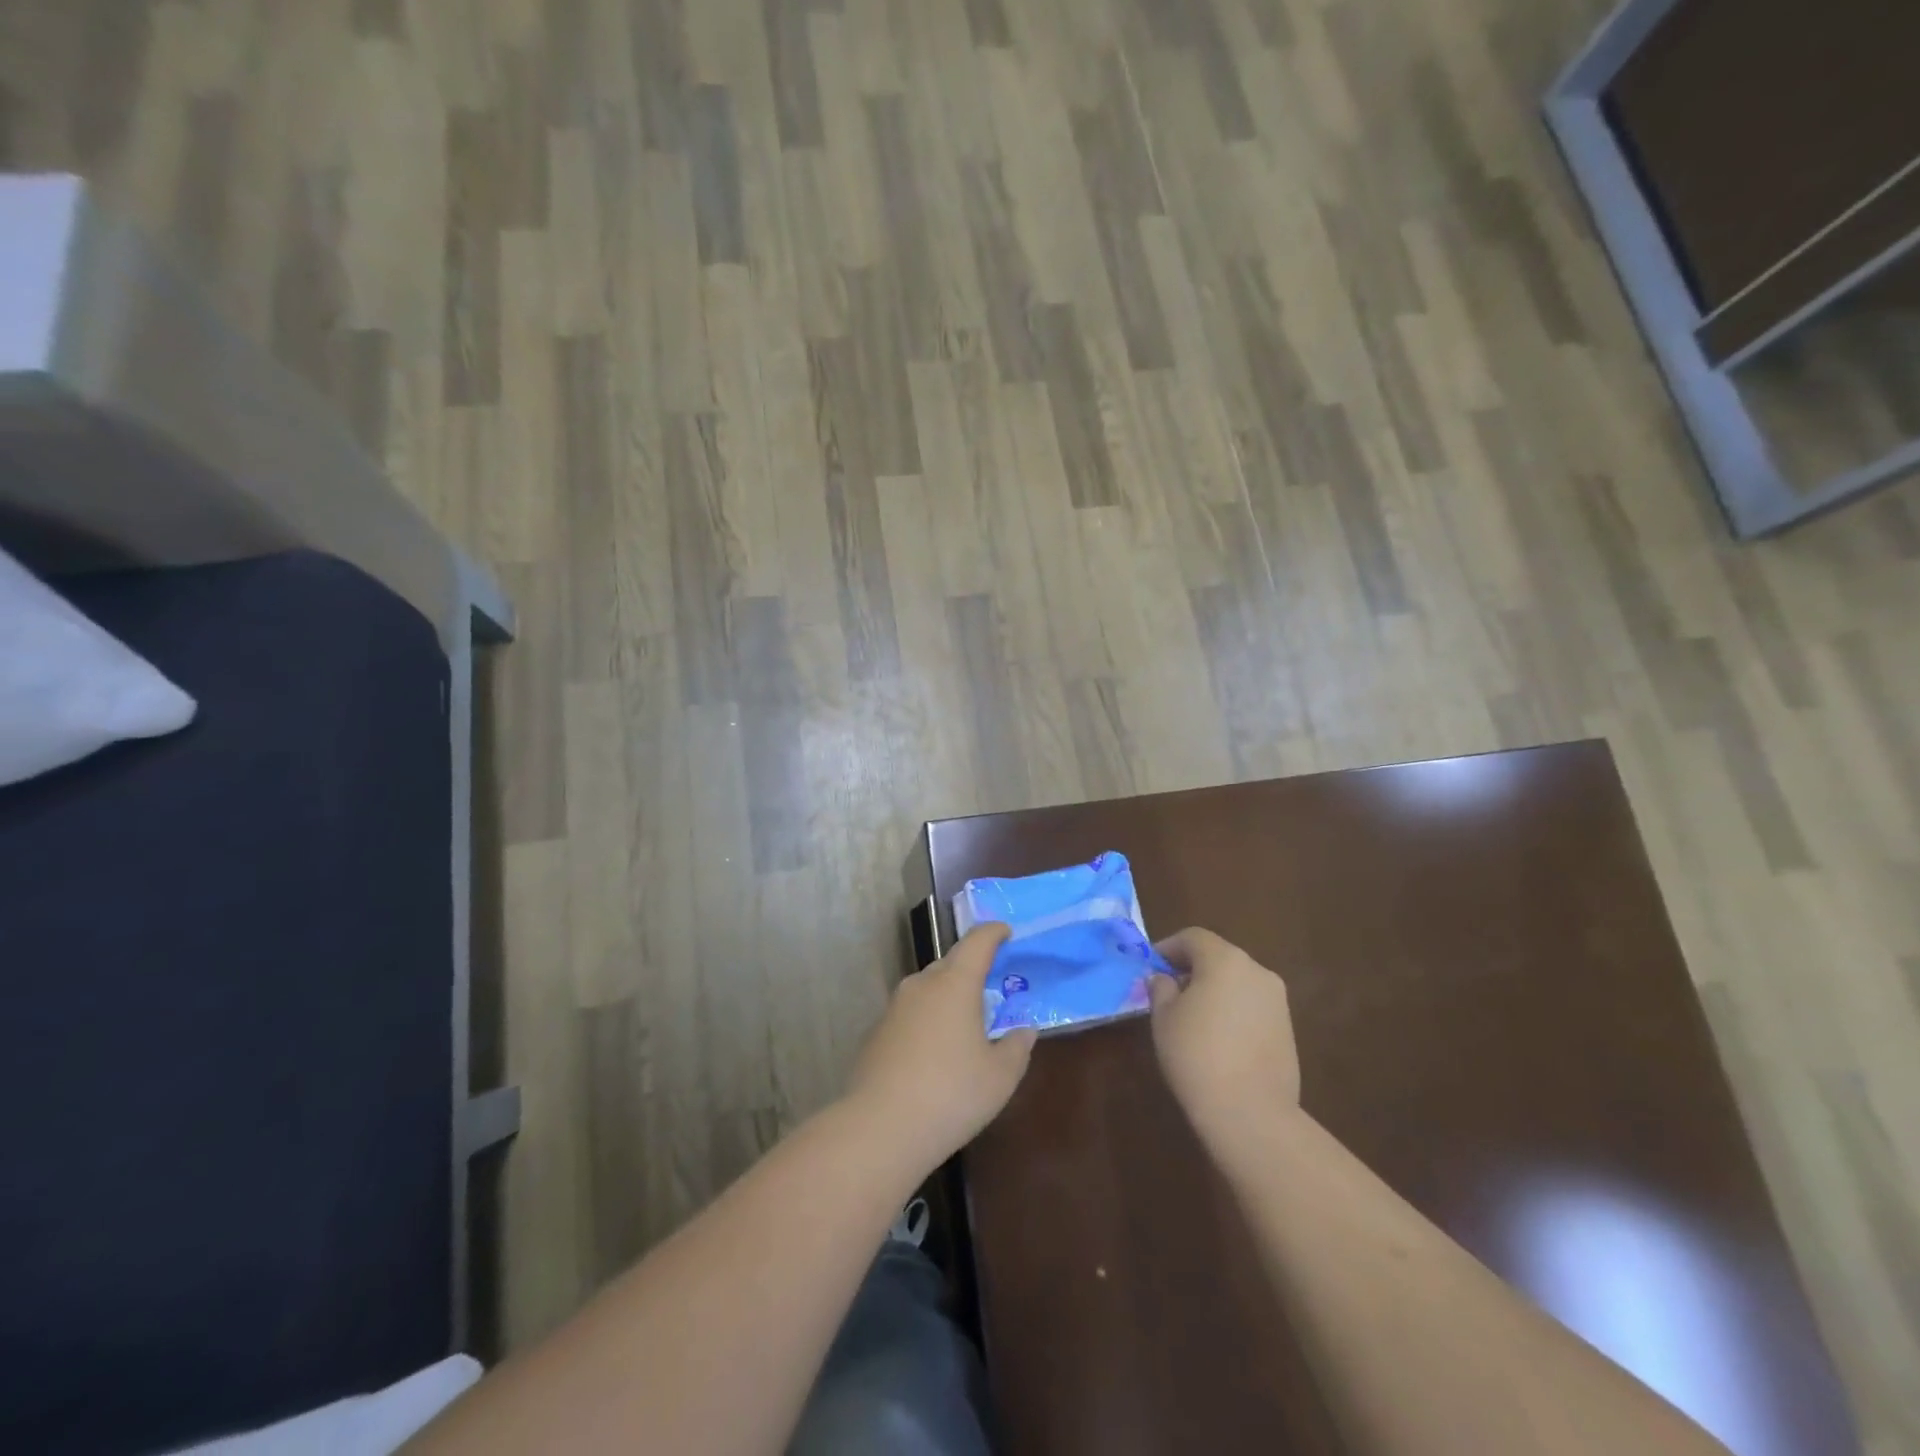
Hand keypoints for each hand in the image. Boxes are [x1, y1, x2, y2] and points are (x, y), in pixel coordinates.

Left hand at [844, 924, 1038, 1171]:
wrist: (880, 1128)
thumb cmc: (951, 1094)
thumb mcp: (1000, 1076)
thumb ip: (1016, 1047)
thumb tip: (1023, 1031)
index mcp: (955, 983)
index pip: (977, 941)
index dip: (994, 932)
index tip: (1006, 933)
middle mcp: (922, 984)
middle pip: (950, 963)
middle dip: (972, 969)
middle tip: (991, 987)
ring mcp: (894, 1007)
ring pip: (928, 989)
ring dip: (948, 996)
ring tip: (965, 1023)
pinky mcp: (877, 1032)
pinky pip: (911, 1014)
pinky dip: (927, 1020)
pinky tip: (934, 1053)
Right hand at [1149, 929, 1300, 1162]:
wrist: (1251, 1112)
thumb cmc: (1196, 1055)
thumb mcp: (1163, 1018)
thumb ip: (1161, 989)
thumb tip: (1164, 979)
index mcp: (1225, 959)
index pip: (1193, 937)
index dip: (1168, 948)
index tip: (1151, 968)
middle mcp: (1256, 971)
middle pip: (1218, 957)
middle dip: (1192, 969)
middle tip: (1169, 992)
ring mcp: (1277, 1001)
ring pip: (1238, 982)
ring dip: (1215, 990)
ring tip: (1193, 1019)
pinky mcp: (1288, 1029)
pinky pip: (1252, 1007)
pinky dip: (1233, 1011)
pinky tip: (1218, 1040)